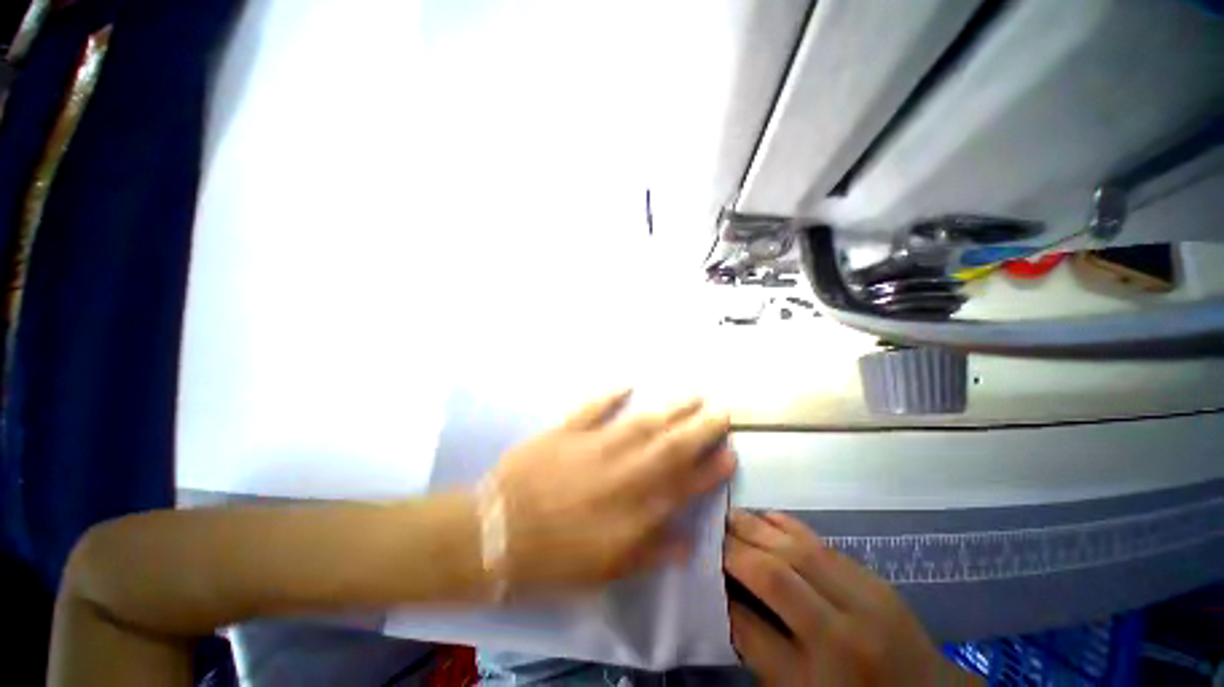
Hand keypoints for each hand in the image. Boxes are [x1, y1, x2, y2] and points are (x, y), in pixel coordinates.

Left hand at [490, 390, 734, 591]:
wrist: (496, 534)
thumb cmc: (554, 559)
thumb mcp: (608, 571)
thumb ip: (651, 553)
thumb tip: (687, 542)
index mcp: (635, 510)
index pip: (685, 485)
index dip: (711, 469)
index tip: (730, 453)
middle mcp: (624, 472)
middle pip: (672, 446)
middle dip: (701, 428)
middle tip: (721, 411)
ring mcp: (596, 446)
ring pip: (642, 422)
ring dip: (670, 408)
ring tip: (693, 395)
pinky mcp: (568, 430)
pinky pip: (593, 407)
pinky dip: (609, 394)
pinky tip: (626, 383)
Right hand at [724, 510, 979, 685]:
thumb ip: (760, 649)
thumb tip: (726, 599)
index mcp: (814, 680)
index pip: (749, 626)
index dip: (719, 593)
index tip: (701, 567)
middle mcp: (839, 636)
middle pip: (773, 577)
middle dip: (733, 549)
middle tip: (709, 532)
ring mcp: (863, 601)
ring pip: (797, 550)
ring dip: (756, 528)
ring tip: (729, 516)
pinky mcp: (874, 579)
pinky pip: (821, 542)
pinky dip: (787, 525)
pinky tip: (766, 517)